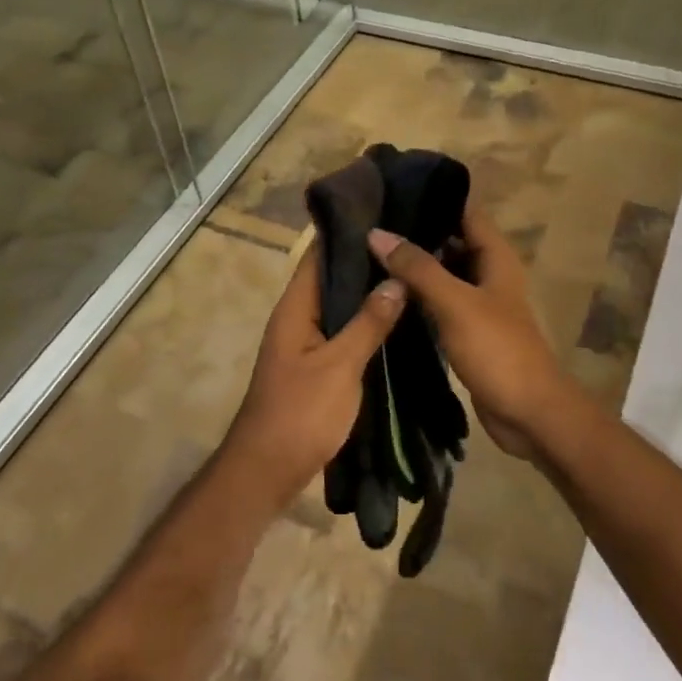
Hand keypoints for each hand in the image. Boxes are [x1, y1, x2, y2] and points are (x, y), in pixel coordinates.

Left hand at [223, 245, 405, 507]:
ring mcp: (307, 343)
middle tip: (412, 242)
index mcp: (296, 308)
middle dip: (367, 261)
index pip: (319, 254)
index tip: (386, 210)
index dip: (347, 231)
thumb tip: (396, 280)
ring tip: (413, 272)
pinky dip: (368, 322)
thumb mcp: (339, 365)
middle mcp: (299, 318)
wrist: (269, 470)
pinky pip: (345, 332)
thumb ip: (368, 322)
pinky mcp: (318, 366)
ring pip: (341, 306)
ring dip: (369, 292)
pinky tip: (399, 319)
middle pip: (333, 278)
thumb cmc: (300, 413)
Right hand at [368, 207, 579, 459]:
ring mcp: (478, 304)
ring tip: (368, 251)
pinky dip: (417, 296)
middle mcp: (488, 274)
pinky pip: (438, 303)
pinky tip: (385, 293)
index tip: (393, 188)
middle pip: (450, 241)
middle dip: (416, 231)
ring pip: (442, 274)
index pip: (465, 211)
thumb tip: (377, 233)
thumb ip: (418, 268)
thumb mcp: (455, 303)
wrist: (528, 413)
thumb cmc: (497, 350)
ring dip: (413, 266)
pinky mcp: (467, 331)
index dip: (434, 197)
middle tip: (369, 222)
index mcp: (496, 257)